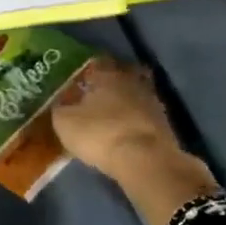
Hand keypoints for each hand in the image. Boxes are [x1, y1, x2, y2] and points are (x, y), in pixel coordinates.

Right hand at [52, 59, 179, 178]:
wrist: (145, 160)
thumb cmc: (99, 133)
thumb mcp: (65, 122)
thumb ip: (60, 108)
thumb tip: (60, 102)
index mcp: (107, 75)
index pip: (96, 64)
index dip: (86, 73)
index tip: (78, 83)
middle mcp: (131, 81)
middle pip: (119, 77)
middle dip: (109, 86)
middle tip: (95, 98)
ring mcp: (152, 101)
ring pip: (134, 96)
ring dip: (125, 104)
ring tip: (110, 118)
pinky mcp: (165, 123)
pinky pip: (144, 116)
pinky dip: (135, 122)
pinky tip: (125, 132)